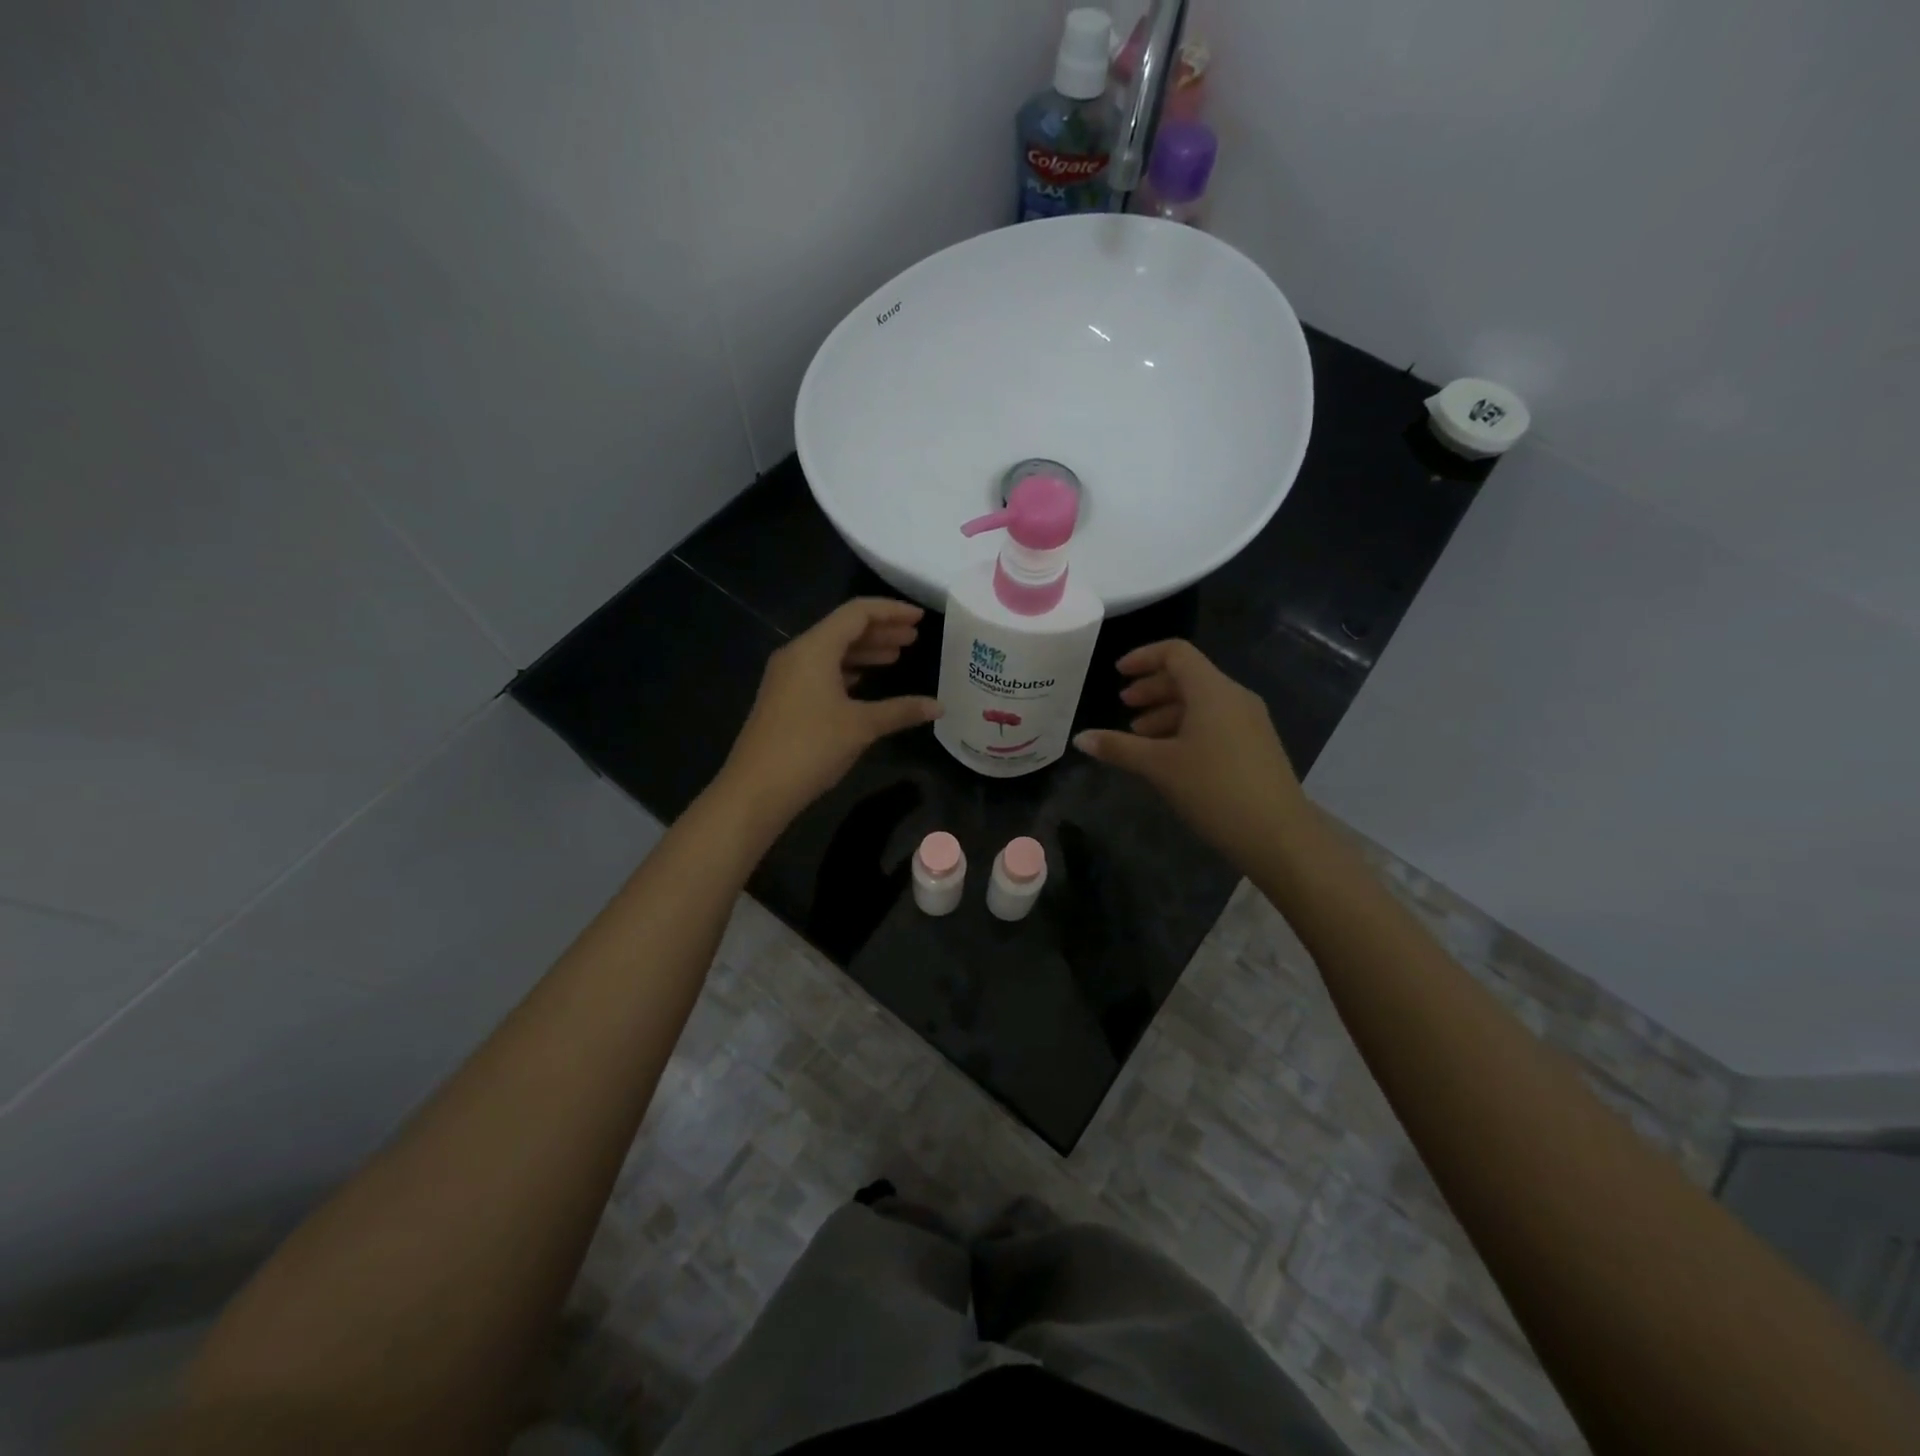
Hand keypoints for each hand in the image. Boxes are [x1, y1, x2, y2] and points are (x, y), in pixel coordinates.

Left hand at [717, 598, 940, 833]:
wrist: (757, 788)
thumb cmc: (811, 748)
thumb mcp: (861, 726)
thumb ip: (901, 710)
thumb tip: (939, 706)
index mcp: (814, 648)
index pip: (857, 613)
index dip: (891, 611)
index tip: (919, 619)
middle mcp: (797, 654)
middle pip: (843, 629)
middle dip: (880, 631)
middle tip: (913, 638)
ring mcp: (787, 676)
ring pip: (831, 651)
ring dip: (864, 651)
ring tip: (896, 657)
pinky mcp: (784, 698)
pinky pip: (820, 670)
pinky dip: (847, 670)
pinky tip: (865, 682)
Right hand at [1074, 640, 1305, 861]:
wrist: (1278, 834)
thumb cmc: (1213, 789)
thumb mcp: (1158, 766)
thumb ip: (1118, 747)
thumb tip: (1080, 738)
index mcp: (1212, 690)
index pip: (1176, 653)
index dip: (1143, 657)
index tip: (1118, 674)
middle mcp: (1234, 697)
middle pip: (1188, 677)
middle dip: (1152, 689)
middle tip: (1124, 707)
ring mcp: (1250, 721)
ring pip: (1201, 702)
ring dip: (1167, 712)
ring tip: (1140, 738)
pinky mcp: (1256, 745)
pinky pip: (1215, 722)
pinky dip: (1186, 728)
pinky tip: (1170, 757)